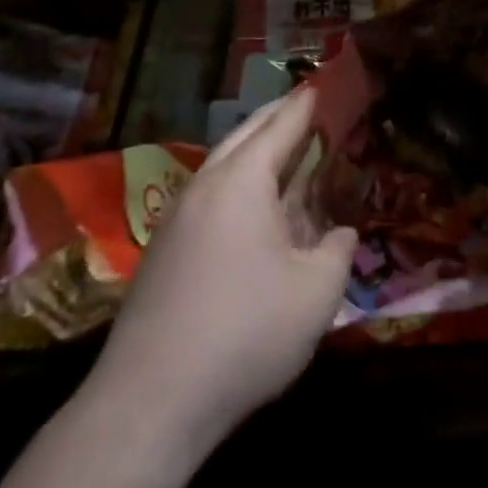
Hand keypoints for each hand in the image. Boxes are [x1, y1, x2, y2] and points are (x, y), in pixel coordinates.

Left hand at [77, 89, 355, 472]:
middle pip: (245, 136)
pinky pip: (210, 198)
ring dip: (257, 154)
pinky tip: (255, 214)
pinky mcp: (164, 252)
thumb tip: (338, 233)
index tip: (323, 84)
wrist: (149, 402)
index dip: (306, 105)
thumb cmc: (245, 333)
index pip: (281, 126)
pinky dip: (239, 187)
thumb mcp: (316, 293)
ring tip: (287, 156)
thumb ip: (337, 251)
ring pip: (223, 167)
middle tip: (308, 109)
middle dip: (278, 119)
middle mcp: (204, 186)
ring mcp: (177, 219)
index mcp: (242, 181)